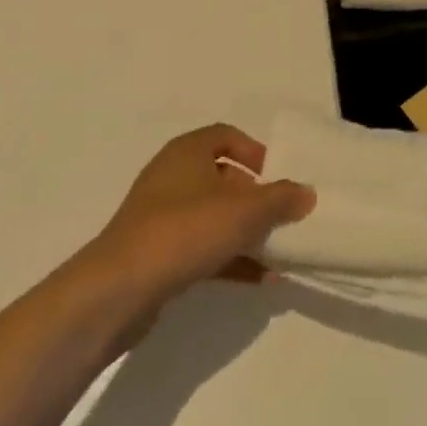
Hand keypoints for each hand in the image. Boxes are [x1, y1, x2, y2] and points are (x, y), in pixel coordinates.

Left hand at [86, 124, 314, 308]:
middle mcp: (172, 176)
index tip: (278, 177)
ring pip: (213, 216)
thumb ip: (279, 199)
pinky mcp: (157, 254)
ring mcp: (161, 217)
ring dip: (246, 233)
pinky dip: (230, 259)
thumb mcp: (243, 212)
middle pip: (222, 178)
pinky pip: (202, 248)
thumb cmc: (184, 231)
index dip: (255, 152)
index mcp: (187, 152)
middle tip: (282, 217)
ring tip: (279, 253)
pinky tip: (260, 280)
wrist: (119, 289)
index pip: (226, 136)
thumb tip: (307, 192)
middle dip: (255, 198)